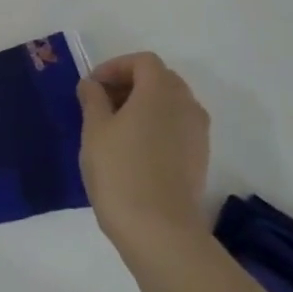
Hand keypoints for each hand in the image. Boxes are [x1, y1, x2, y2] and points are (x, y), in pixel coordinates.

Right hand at [76, 53, 210, 255]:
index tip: (92, 86)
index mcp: (160, 91)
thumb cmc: (120, 171)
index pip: (143, 61)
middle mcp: (186, 105)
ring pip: (171, 104)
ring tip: (115, 127)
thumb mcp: (94, 130)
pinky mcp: (200, 157)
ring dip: (144, 105)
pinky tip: (133, 149)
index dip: (115, 66)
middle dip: (130, 83)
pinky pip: (177, 127)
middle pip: (160, 79)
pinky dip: (157, 125)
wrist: (159, 229)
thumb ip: (92, 99)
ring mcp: (198, 133)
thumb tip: (92, 84)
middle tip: (101, 103)